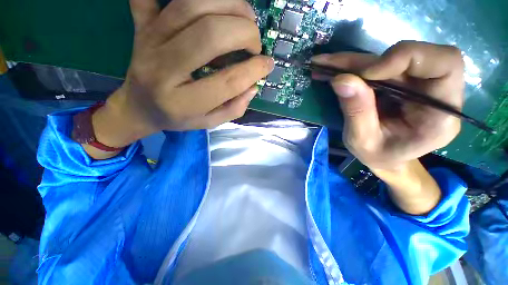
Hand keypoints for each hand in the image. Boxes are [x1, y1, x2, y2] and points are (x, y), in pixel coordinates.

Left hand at [92, 0, 273, 150]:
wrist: (139, 107)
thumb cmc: (178, 118)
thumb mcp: (209, 122)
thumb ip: (234, 109)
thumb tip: (253, 86)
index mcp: (183, 102)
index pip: (227, 82)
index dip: (253, 70)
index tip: (267, 65)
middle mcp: (163, 69)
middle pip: (210, 34)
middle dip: (244, 33)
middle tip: (255, 42)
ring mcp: (149, 40)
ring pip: (193, 5)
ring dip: (230, 5)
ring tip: (245, 17)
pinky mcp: (142, 25)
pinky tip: (210, 2)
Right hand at [312, 41, 464, 170]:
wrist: (385, 158)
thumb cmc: (379, 156)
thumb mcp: (363, 141)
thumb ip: (357, 112)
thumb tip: (341, 79)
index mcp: (441, 115)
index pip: (446, 63)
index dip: (406, 57)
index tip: (366, 74)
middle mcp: (437, 93)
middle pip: (411, 56)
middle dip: (365, 61)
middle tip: (329, 66)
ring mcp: (419, 84)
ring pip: (388, 58)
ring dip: (354, 62)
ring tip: (324, 66)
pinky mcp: (402, 82)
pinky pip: (379, 66)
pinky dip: (353, 67)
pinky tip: (333, 70)